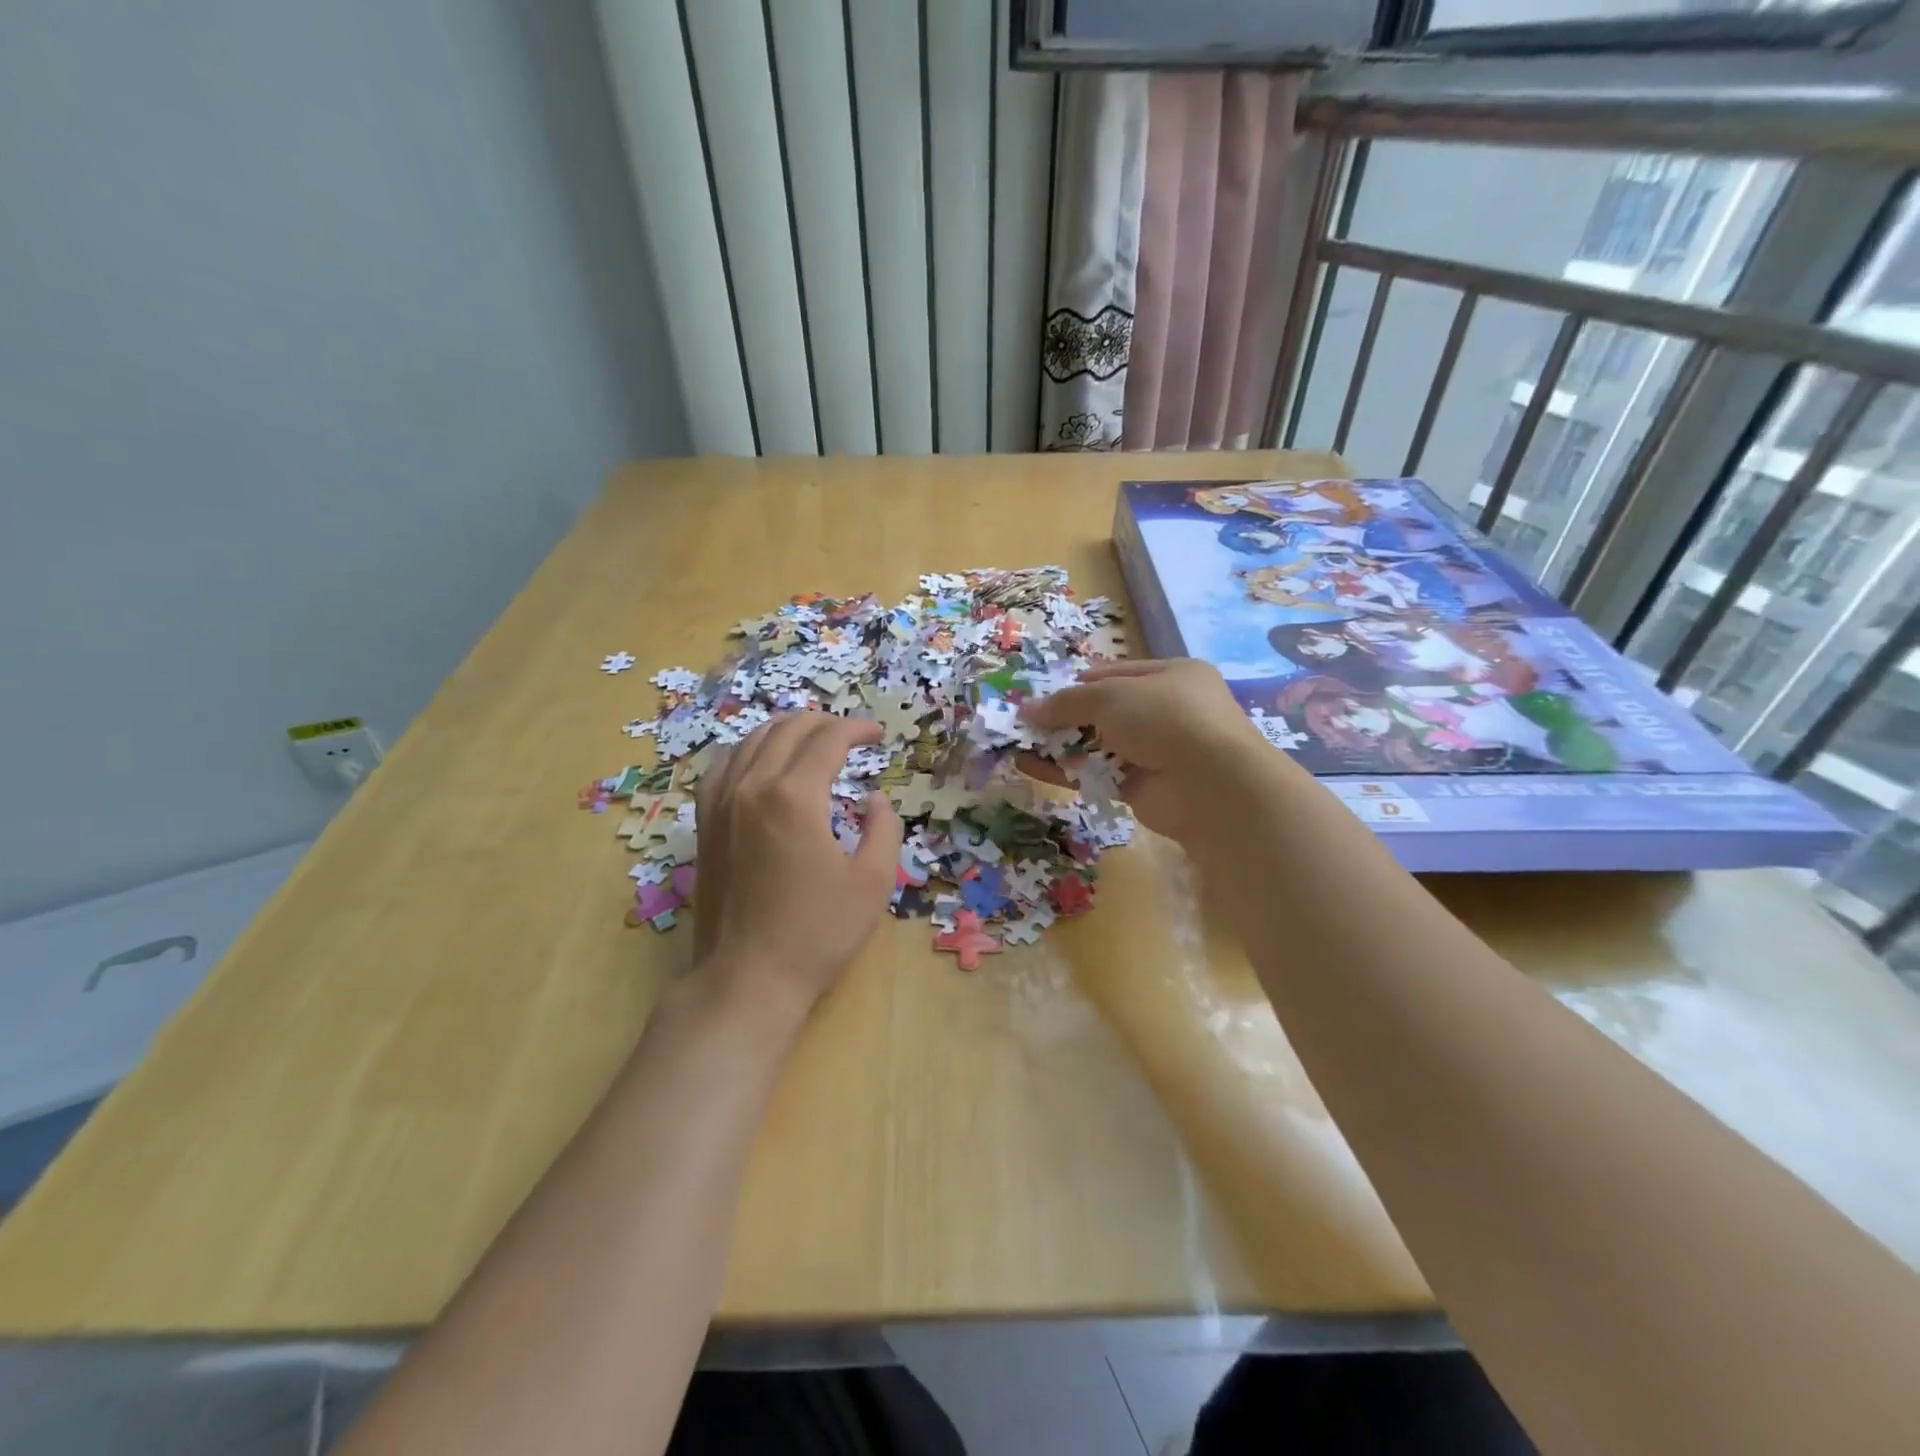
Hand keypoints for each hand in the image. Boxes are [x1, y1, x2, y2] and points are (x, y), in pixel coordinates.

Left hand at [692, 713, 904, 1029]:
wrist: (748, 977)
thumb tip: (874, 800)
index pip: (828, 739)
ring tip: (811, 737)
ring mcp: (721, 804)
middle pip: (788, 730)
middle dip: (825, 723)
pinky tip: (759, 760)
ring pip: (751, 741)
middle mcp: (752, 787)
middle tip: (851, 735)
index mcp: (795, 796)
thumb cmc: (817, 932)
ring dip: (787, 730)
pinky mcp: (705, 824)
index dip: (857, 729)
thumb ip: (884, 828)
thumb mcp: (873, 881)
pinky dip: (748, 751)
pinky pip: (723, 767)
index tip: (878, 735)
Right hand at [1019, 659, 1270, 840]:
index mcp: (1172, 676)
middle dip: (1066, 716)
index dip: (1081, 681)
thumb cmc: (1164, 718)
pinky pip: (1097, 775)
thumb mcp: (1110, 696)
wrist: (1209, 784)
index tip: (1045, 691)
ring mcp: (1156, 752)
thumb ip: (1067, 702)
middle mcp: (1167, 712)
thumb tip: (1027, 709)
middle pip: (1106, 711)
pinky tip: (1030, 766)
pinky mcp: (1143, 788)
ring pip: (1099, 745)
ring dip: (1060, 744)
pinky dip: (1066, 771)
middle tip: (1026, 720)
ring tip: (1018, 743)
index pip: (1118, 673)